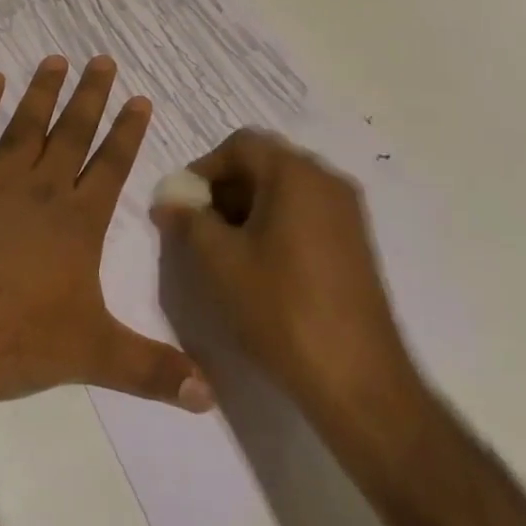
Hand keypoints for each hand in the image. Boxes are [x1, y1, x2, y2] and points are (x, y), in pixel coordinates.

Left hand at [0, 55, 213, 419]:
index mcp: (78, 222)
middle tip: (102, 59)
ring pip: (26, 125)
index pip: (111, 166)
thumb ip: (153, 371)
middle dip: (91, 96)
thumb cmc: (16, 342)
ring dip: (42, 91)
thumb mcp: (93, 356)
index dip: (128, 132)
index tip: (140, 99)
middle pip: (72, 133)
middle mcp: (41, 191)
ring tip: (55, 58)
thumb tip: (211, 397)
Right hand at [152, 129, 418, 425]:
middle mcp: (327, 181)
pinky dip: (275, 226)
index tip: (184, 205)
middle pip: (264, 164)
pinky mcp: (355, 244)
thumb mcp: (219, 261)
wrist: (357, 381)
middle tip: (199, 229)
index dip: (203, 168)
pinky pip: (305, 215)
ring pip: (284, 191)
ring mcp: (347, 213)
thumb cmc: (281, 308)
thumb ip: (187, 221)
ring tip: (224, 252)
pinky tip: (259, 267)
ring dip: (247, 209)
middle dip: (224, 190)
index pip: (240, 145)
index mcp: (296, 173)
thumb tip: (168, 202)